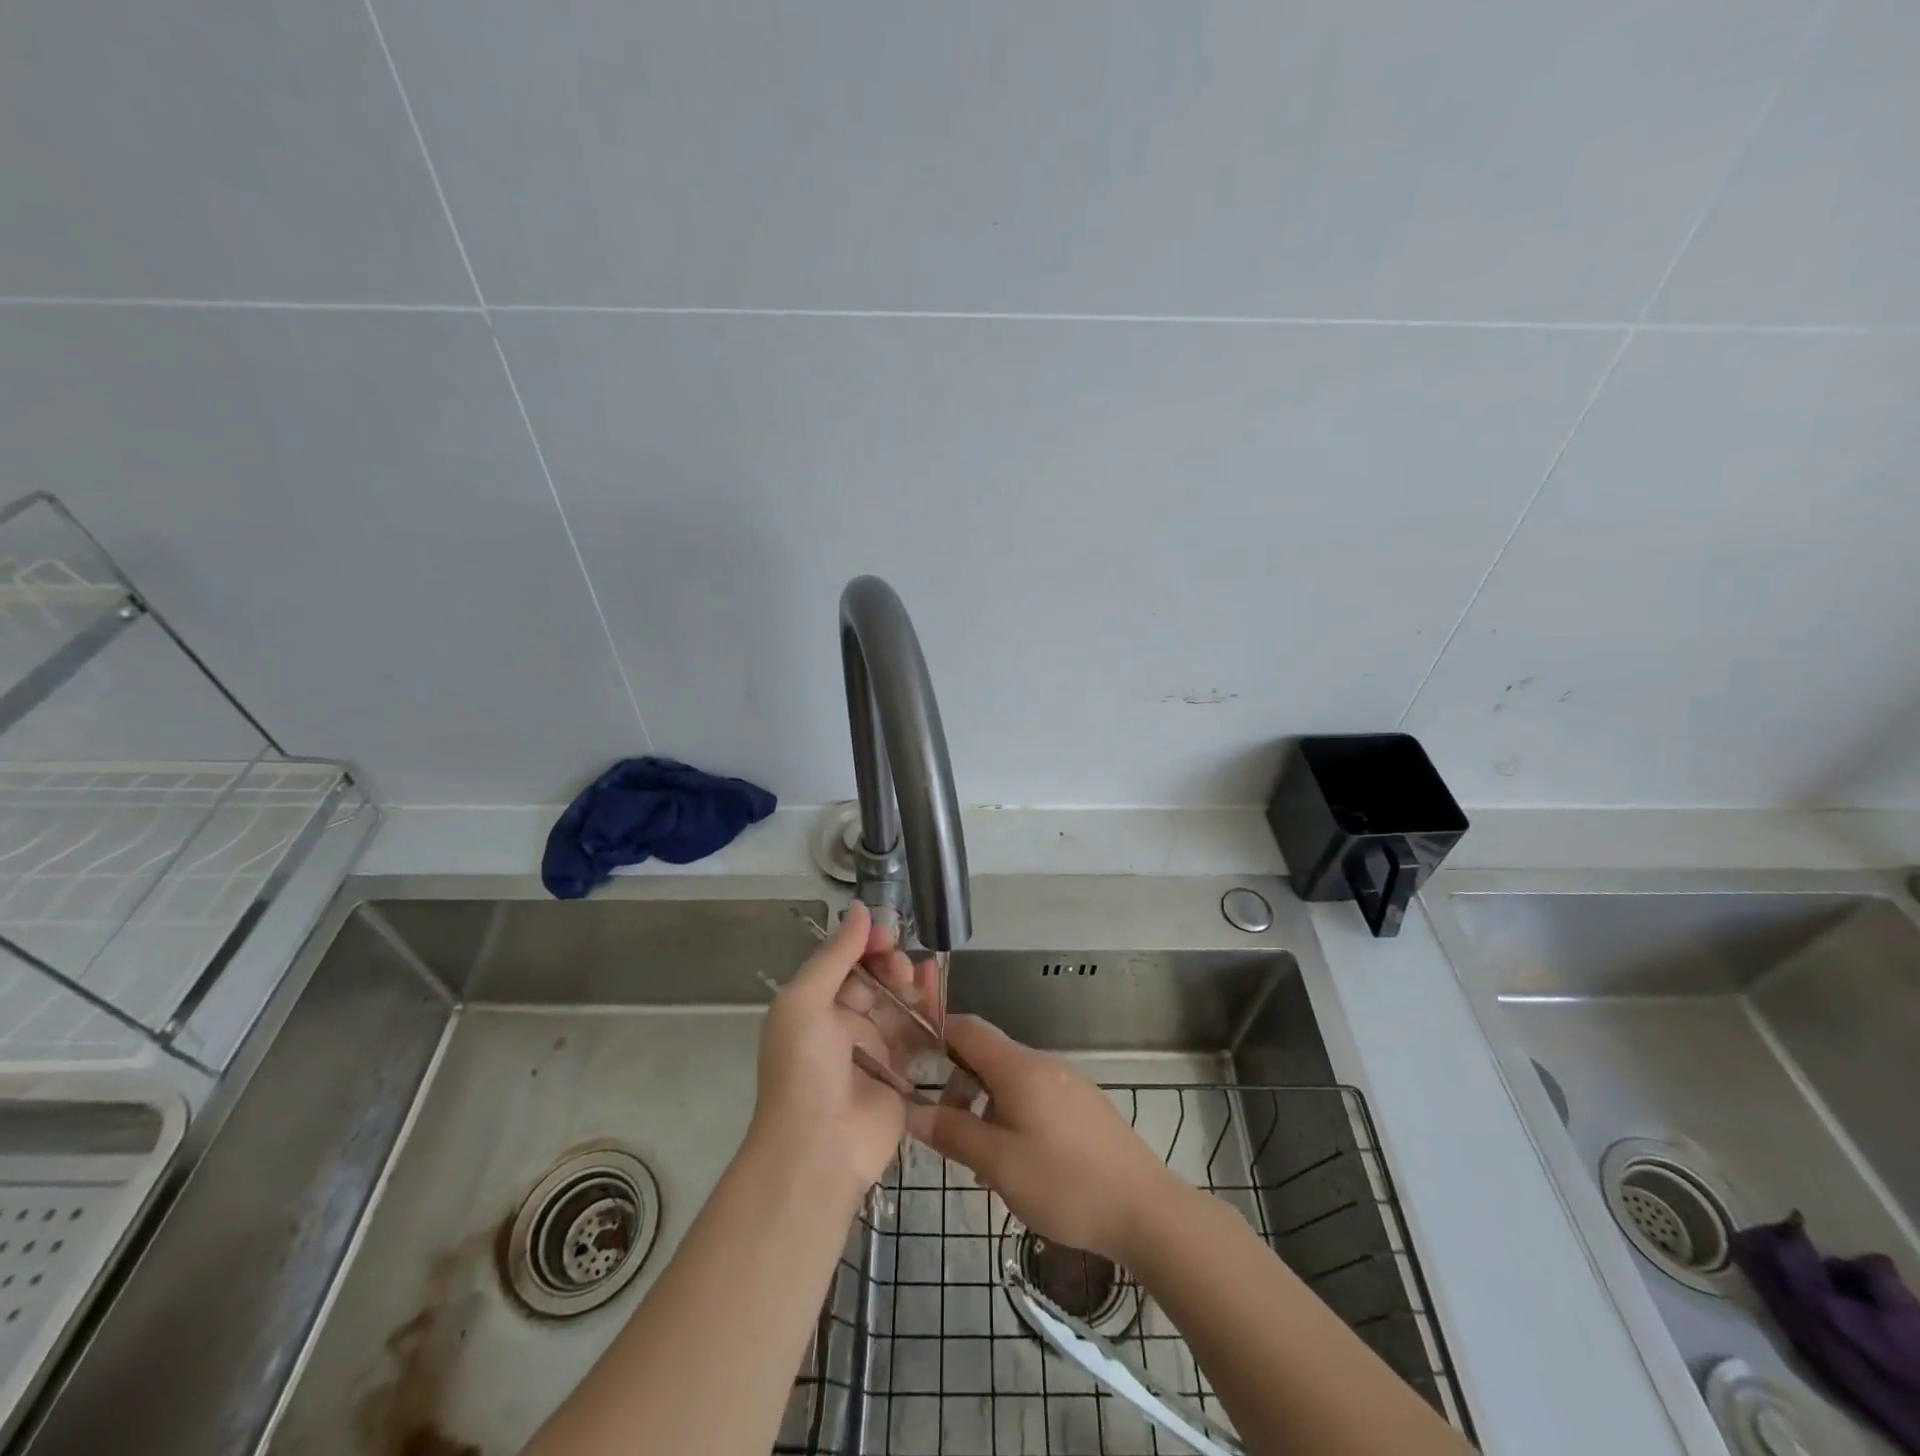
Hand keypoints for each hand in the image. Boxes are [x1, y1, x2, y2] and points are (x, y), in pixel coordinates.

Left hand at [748, 902, 907, 1204]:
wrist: (818, 1150)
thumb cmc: (803, 1069)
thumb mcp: (805, 1003)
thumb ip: (835, 956)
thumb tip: (860, 909)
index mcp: (813, 1006)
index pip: (844, 962)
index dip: (865, 944)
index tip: (888, 932)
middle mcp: (841, 1025)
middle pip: (874, 980)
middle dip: (890, 963)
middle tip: (901, 965)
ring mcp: (872, 1050)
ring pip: (898, 1003)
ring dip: (912, 984)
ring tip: (924, 976)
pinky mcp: (900, 1074)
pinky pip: (918, 1034)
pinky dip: (930, 1013)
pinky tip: (940, 995)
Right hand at [904, 1016, 1182, 1263]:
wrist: (1146, 1210)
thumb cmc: (1065, 1183)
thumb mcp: (998, 1163)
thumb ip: (953, 1132)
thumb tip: (911, 1109)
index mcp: (1019, 1067)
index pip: (968, 1029)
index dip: (936, 1035)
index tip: (910, 1060)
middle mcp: (1044, 1064)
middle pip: (988, 1056)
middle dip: (959, 1085)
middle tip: (947, 1131)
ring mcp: (1068, 1084)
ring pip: (1011, 1081)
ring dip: (986, 1108)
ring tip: (981, 1161)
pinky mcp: (1085, 1107)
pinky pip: (1035, 1098)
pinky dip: (1013, 1117)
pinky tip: (1018, 1164)